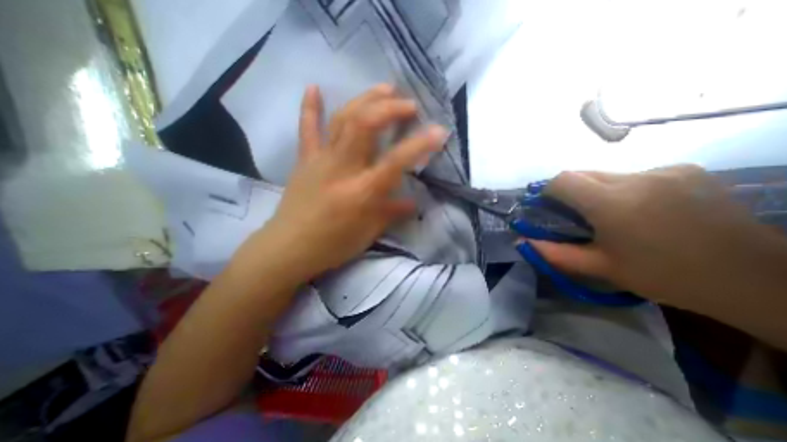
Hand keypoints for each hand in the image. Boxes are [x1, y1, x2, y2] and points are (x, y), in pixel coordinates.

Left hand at [257, 83, 444, 279]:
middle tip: (409, 105)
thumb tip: (414, 202)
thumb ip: (393, 213)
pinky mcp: (305, 160)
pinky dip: (310, 108)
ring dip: (365, 99)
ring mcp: (320, 160)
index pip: (396, 162)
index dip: (420, 145)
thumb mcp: (369, 233)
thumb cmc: (333, 245)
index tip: (440, 132)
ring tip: (384, 89)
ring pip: (343, 120)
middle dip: (390, 108)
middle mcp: (342, 168)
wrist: (289, 248)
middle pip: (365, 126)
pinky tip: (314, 88)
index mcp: (362, 191)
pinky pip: (307, 130)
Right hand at [522, 165, 786, 313]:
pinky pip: (635, 175)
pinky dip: (625, 189)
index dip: (548, 190)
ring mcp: (665, 171)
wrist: (757, 280)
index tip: (548, 206)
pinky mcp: (685, 170)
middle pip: (583, 173)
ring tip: (612, 216)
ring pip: (608, 174)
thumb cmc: (666, 276)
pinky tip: (643, 210)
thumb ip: (555, 253)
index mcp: (613, 203)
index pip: (563, 180)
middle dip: (570, 191)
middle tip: (576, 215)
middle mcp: (636, 178)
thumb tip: (522, 241)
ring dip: (597, 191)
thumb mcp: (601, 267)